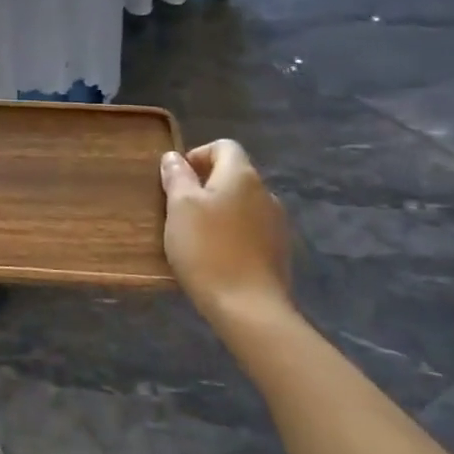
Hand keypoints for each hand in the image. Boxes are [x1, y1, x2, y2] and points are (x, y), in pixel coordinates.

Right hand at [160, 140, 292, 324]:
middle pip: (233, 175)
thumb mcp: (179, 207)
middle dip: (206, 185)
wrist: (248, 306)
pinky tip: (216, 254)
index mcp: (242, 175)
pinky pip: (251, 229)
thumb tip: (174, 157)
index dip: (198, 155)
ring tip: (196, 234)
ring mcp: (276, 223)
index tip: (177, 179)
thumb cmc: (207, 248)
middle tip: (179, 209)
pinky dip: (233, 232)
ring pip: (242, 203)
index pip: (224, 146)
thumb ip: (177, 177)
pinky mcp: (279, 250)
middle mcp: (265, 192)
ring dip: (220, 210)